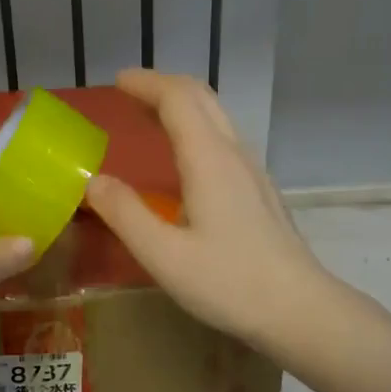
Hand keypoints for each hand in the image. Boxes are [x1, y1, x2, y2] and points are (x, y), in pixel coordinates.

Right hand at [86, 69, 331, 351]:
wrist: (299, 309)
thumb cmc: (228, 283)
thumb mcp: (163, 255)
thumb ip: (124, 214)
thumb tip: (91, 181)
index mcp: (209, 160)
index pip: (177, 99)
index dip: (146, 84)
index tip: (117, 82)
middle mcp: (234, 154)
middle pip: (202, 98)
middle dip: (164, 86)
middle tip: (130, 93)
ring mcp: (253, 172)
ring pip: (217, 118)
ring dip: (183, 105)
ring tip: (151, 117)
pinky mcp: (260, 191)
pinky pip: (224, 140)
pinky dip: (197, 129)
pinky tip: (184, 159)